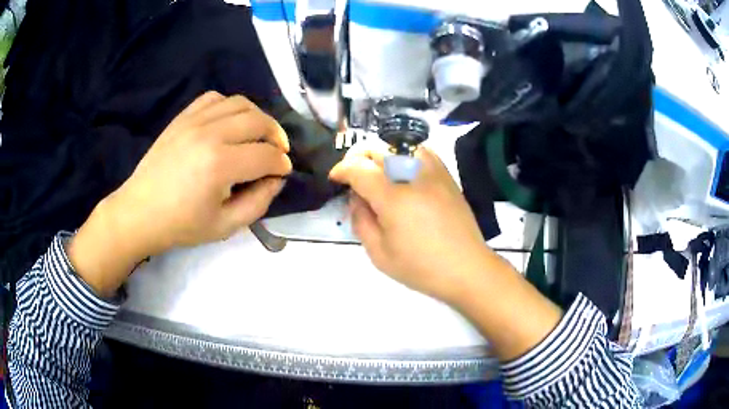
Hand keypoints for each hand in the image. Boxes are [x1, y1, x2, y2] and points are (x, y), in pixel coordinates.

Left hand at [69, 92, 291, 295]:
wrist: (139, 212)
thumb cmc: (181, 225)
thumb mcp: (225, 226)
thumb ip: (258, 203)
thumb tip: (277, 179)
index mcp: (219, 165)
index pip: (265, 155)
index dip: (281, 164)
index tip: (283, 172)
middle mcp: (209, 134)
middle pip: (258, 121)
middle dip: (277, 136)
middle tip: (279, 151)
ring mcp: (194, 121)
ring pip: (240, 103)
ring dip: (257, 117)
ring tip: (259, 134)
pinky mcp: (183, 117)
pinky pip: (214, 98)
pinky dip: (230, 106)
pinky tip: (231, 122)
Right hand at [329, 147, 491, 302]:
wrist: (466, 268)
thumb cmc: (421, 267)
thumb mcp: (379, 253)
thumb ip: (361, 219)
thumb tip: (356, 196)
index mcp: (393, 197)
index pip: (359, 168)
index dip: (341, 169)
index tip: (335, 177)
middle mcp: (413, 175)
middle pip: (377, 149)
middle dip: (357, 157)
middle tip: (352, 175)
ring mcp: (433, 172)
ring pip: (398, 144)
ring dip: (380, 153)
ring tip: (375, 171)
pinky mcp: (446, 175)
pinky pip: (421, 151)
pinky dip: (404, 153)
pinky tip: (402, 170)